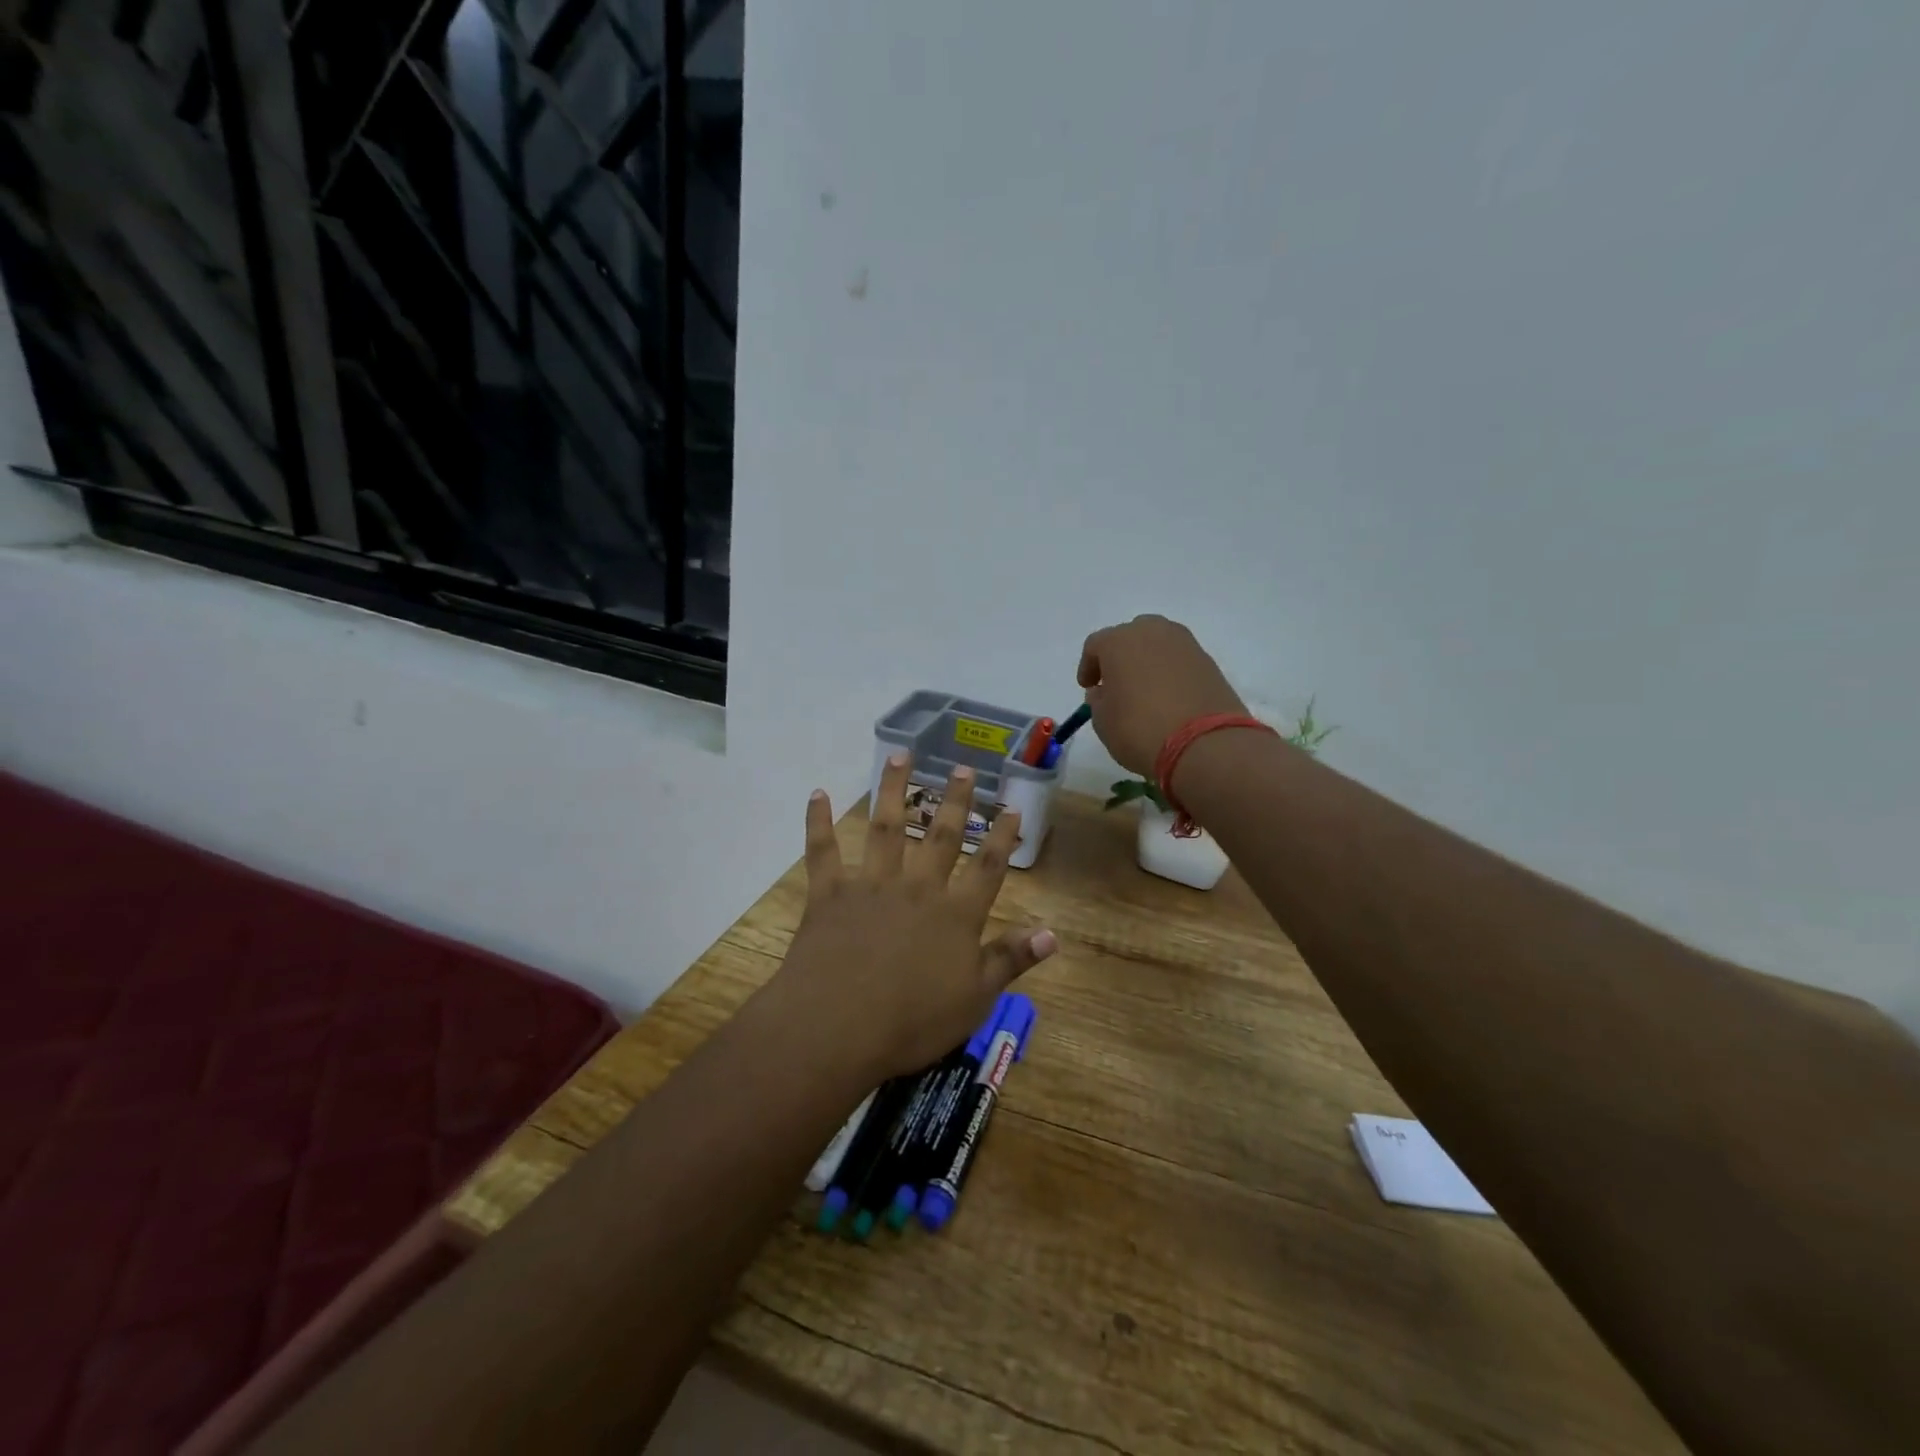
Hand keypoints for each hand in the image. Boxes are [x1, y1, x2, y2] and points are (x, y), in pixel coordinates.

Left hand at [767, 755, 1057, 1079]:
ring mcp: (871, 885)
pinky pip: (823, 850)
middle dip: (954, 801)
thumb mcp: (975, 999)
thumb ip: (1010, 960)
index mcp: (955, 914)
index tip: (1011, 807)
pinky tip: (817, 794)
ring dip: (894, 789)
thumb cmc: (912, 1021)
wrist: (838, 1027)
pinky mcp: (830, 893)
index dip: (1001, 836)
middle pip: (941, 836)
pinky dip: (818, 821)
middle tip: (962, 768)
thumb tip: (1052, 933)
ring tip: (900, 755)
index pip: (987, 867)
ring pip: (886, 827)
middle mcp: (917, 888)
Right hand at [1077, 615, 1247, 776]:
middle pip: (1129, 637)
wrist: (1205, 744)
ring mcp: (1185, 644)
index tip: (1088, 687)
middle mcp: (1152, 632)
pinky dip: (1170, 673)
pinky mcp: (1209, 661)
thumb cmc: (1140, 729)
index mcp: (1119, 641)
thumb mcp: (1103, 721)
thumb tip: (1104, 691)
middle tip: (1117, 684)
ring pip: (1157, 646)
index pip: (1095, 645)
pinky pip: (1179, 661)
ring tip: (1144, 691)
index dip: (1088, 666)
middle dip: (1120, 658)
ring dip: (1147, 663)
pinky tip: (1168, 698)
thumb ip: (1098, 700)